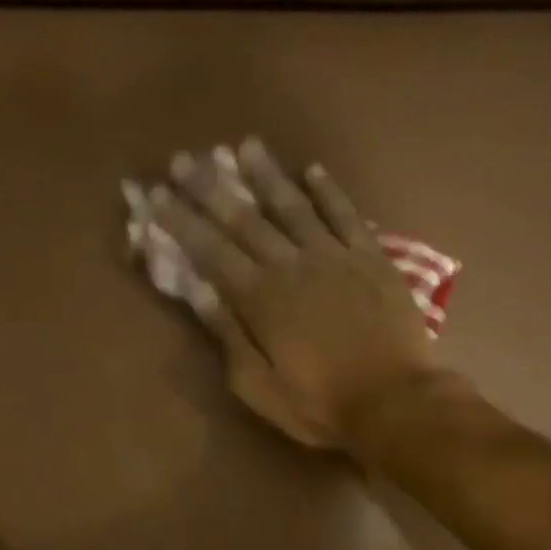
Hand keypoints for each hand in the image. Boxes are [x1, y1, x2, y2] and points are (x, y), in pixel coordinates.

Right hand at [146, 137, 440, 448]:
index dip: (180, 222)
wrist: (395, 401)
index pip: (210, 251)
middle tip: (184, 158)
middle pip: (244, 219)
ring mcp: (335, 256)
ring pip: (293, 205)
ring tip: (245, 145)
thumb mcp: (259, 386)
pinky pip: (346, 215)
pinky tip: (313, 170)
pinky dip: (329, 191)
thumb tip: (198, 290)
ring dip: (266, 175)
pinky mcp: (372, 258)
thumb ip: (228, 335)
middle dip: (210, 188)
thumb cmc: (319, 404)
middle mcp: (292, 264)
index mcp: (261, 299)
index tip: (155, 196)